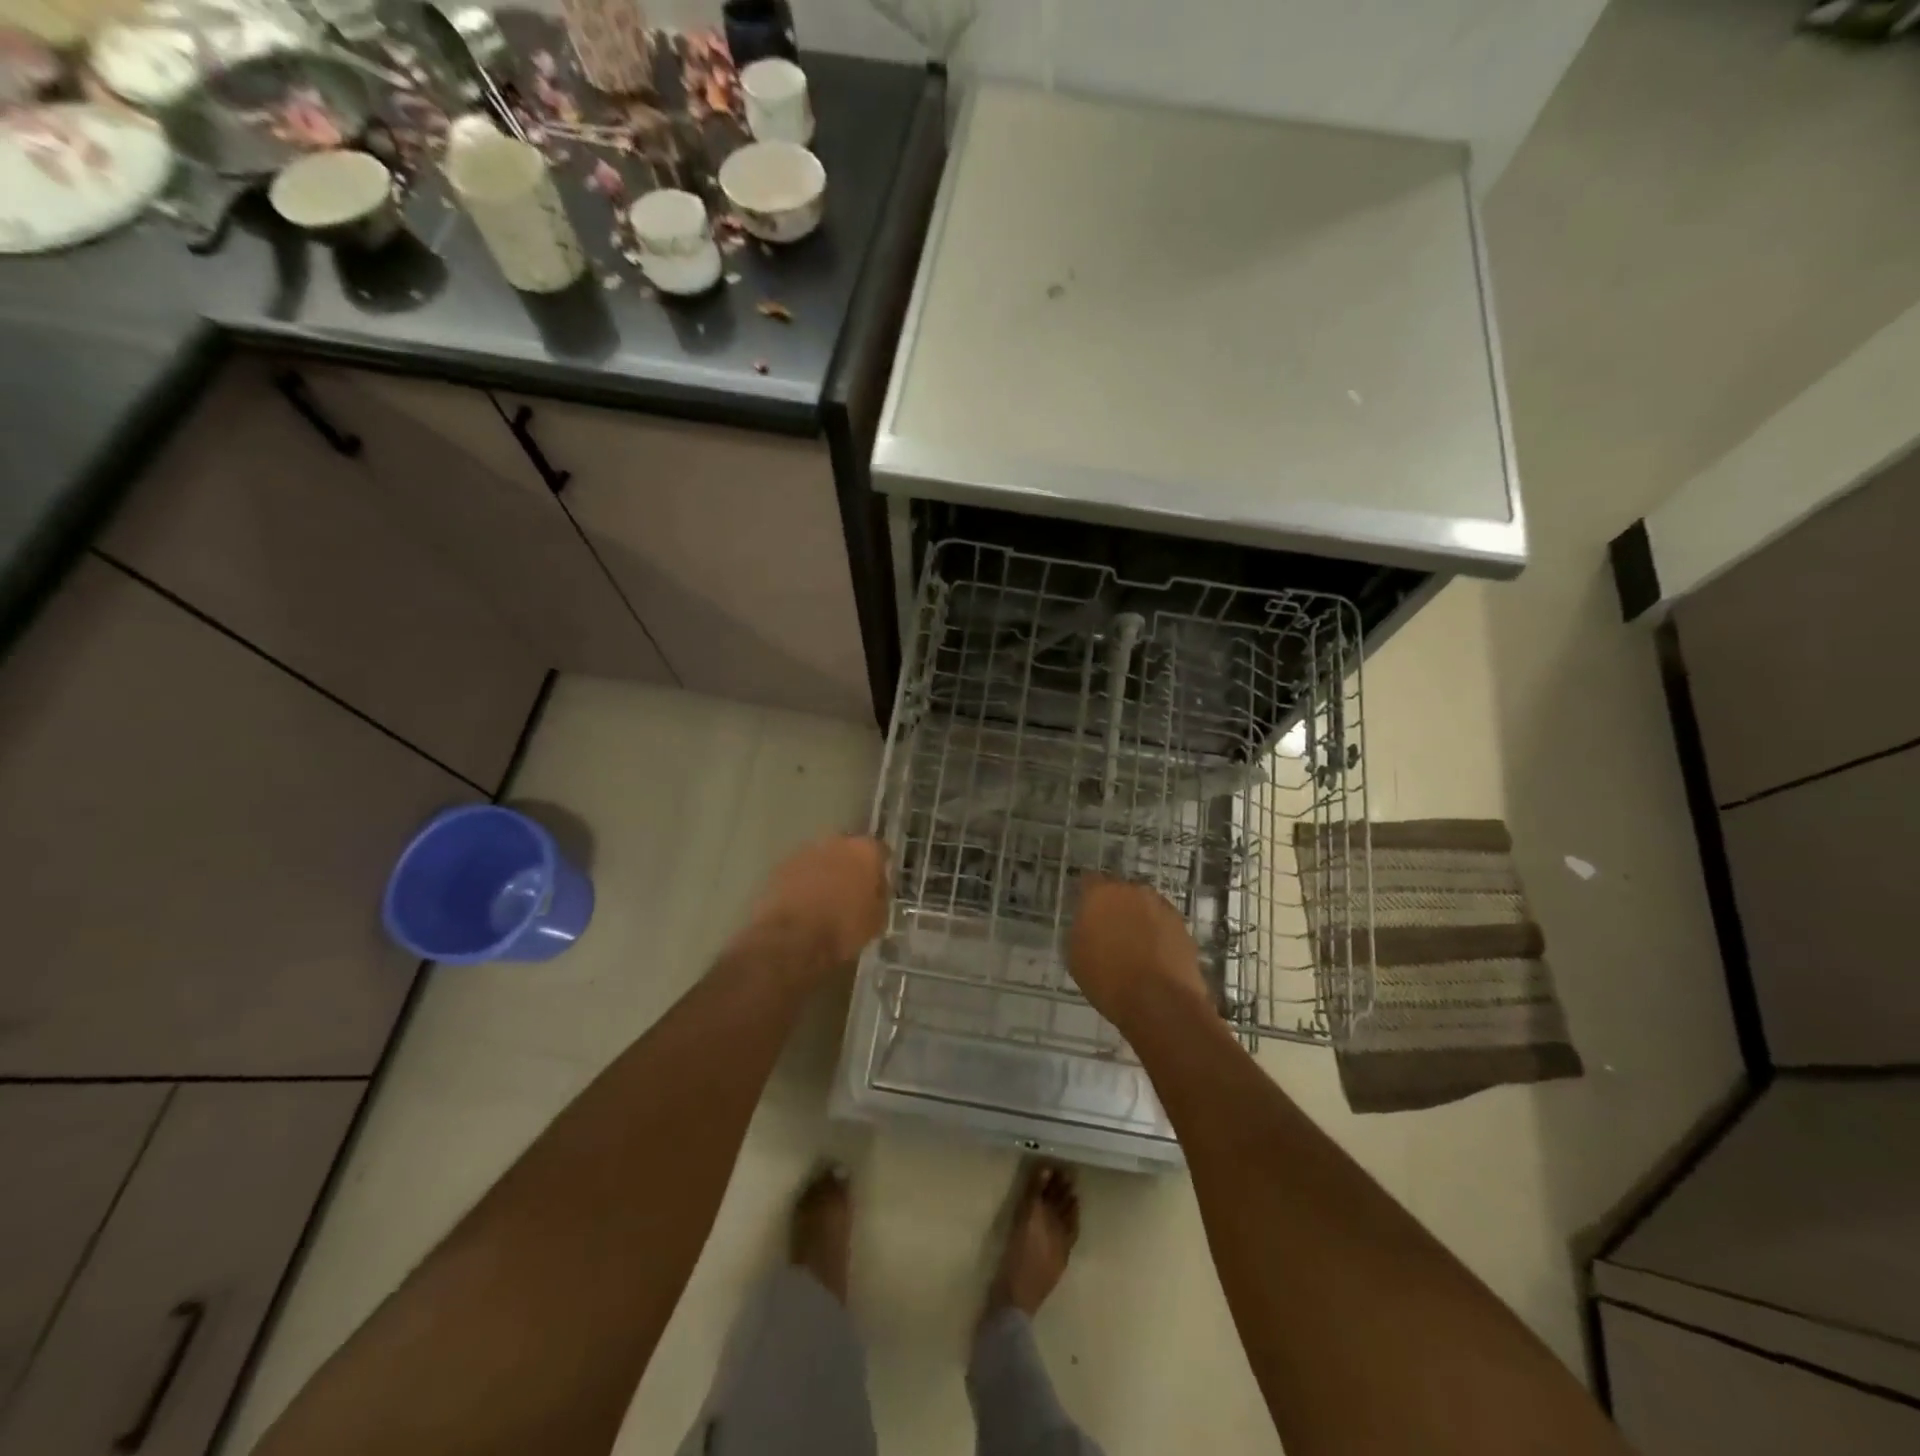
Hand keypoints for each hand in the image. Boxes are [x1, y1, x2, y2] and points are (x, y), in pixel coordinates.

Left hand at [743, 835, 888, 981]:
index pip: (880, 850)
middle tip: (851, 891)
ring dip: (824, 873)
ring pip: (821, 859)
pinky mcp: (780, 867)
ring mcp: (805, 852)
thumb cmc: (843, 928)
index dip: (880, 868)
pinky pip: (800, 872)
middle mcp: (836, 842)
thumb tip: (874, 891)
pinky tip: (804, 905)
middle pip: (848, 850)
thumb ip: (879, 896)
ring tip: (825, 900)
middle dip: (850, 866)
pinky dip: (803, 884)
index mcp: (865, 851)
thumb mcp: (877, 919)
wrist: (793, 939)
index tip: (878, 885)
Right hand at [1068, 876, 1210, 1029]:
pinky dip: (1158, 934)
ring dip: (1139, 919)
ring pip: (1144, 906)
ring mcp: (1162, 906)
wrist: (1160, 1002)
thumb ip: (1080, 930)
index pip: (1089, 881)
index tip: (1084, 912)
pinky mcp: (1183, 925)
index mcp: (1101, 893)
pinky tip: (1154, 956)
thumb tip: (1088, 925)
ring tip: (1135, 946)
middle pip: (1120, 892)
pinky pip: (1163, 923)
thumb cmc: (1107, 979)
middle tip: (1110, 931)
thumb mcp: (1075, 956)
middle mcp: (1133, 890)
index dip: (1087, 897)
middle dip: (1115, 906)